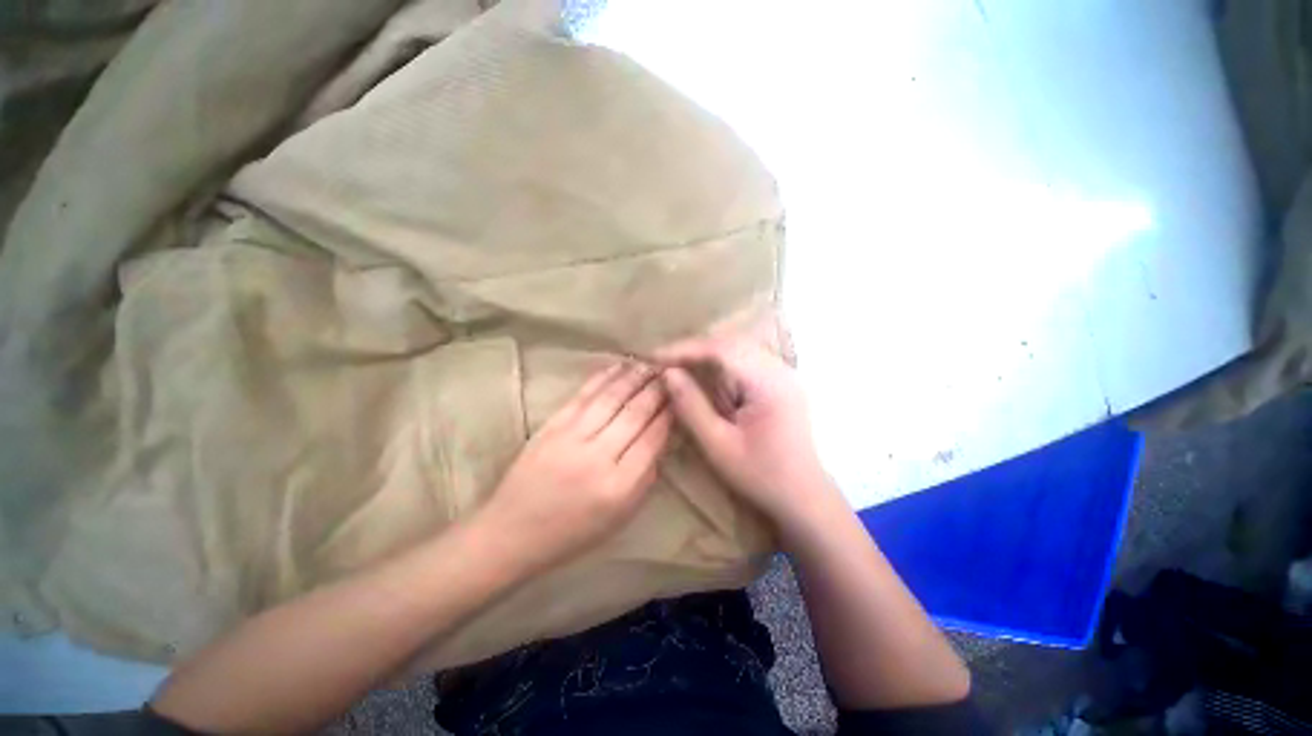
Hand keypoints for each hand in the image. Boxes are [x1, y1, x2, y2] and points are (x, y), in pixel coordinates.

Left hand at [476, 361, 671, 572]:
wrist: (512, 532)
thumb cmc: (572, 532)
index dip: (669, 413)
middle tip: (671, 373)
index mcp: (619, 486)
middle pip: (635, 414)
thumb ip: (646, 477)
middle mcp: (598, 457)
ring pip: (611, 398)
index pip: (653, 438)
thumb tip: (662, 438)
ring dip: (634, 377)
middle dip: (657, 390)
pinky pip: (584, 395)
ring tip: (651, 363)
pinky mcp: (552, 425)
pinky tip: (619, 366)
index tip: (680, 397)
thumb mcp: (620, 517)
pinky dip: (604, 378)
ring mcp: (571, 437)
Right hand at [656, 330, 830, 529]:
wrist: (804, 496)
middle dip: (693, 349)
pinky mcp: (779, 381)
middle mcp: (780, 370)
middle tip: (663, 361)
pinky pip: (744, 359)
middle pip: (730, 342)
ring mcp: (783, 373)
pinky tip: (704, 375)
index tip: (654, 357)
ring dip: (705, 355)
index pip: (722, 348)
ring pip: (737, 347)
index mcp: (769, 384)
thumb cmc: (761, 476)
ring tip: (677, 366)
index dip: (685, 348)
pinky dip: (719, 363)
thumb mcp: (718, 445)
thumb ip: (691, 406)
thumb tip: (667, 373)